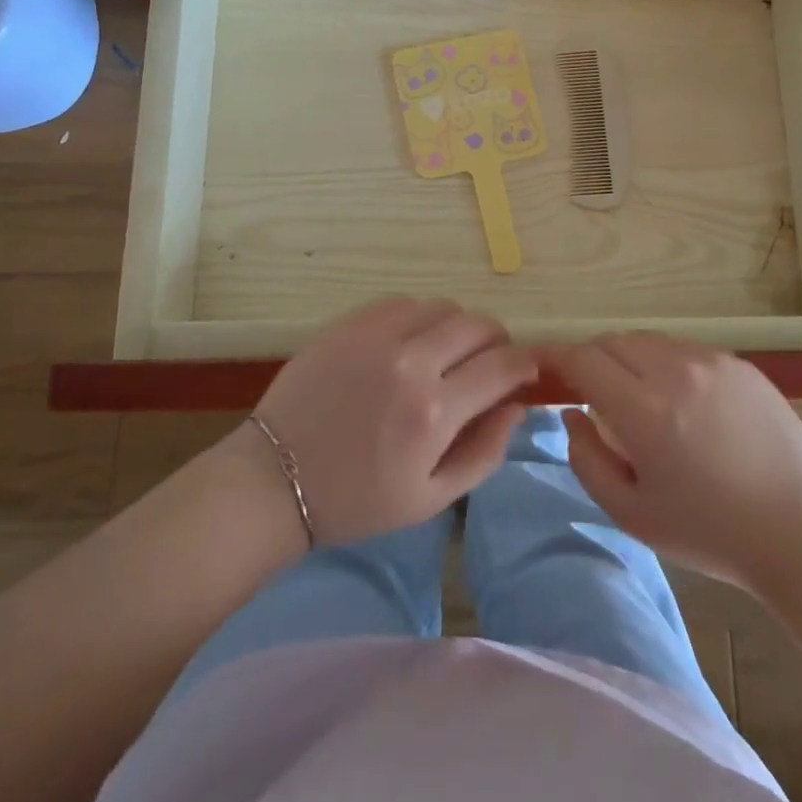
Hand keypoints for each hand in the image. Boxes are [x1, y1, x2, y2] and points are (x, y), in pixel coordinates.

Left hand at [242, 297, 536, 545]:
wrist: (275, 480)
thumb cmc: (358, 500)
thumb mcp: (432, 497)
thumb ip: (485, 450)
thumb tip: (517, 404)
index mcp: (434, 411)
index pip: (503, 365)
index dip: (525, 363)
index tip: (526, 370)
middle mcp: (410, 361)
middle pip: (478, 324)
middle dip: (497, 340)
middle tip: (489, 361)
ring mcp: (376, 335)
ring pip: (442, 306)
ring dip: (457, 327)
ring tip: (446, 353)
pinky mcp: (348, 322)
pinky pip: (402, 302)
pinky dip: (418, 317)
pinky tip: (408, 342)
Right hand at [545, 331, 801, 591]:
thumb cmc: (710, 533)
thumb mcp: (632, 514)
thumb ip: (587, 460)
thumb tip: (572, 414)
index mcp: (646, 410)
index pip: (584, 359)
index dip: (557, 358)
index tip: (543, 367)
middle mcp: (677, 371)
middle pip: (613, 341)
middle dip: (593, 360)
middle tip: (593, 395)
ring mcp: (713, 362)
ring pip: (649, 341)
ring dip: (630, 360)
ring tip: (641, 401)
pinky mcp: (741, 364)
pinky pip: (685, 350)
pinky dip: (667, 365)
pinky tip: (684, 404)